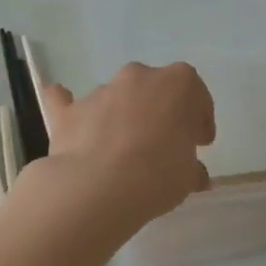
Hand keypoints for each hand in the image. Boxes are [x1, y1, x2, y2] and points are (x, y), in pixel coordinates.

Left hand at [38, 62, 214, 228]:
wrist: (98, 187)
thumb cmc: (157, 175)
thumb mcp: (187, 177)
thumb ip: (192, 169)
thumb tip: (195, 175)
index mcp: (177, 84)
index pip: (195, 93)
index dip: (199, 117)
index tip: (200, 142)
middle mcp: (138, 78)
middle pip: (154, 90)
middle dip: (160, 112)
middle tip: (163, 143)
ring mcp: (101, 91)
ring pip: (117, 98)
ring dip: (123, 117)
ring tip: (123, 152)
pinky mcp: (69, 111)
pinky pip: (66, 101)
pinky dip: (68, 105)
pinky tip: (66, 108)